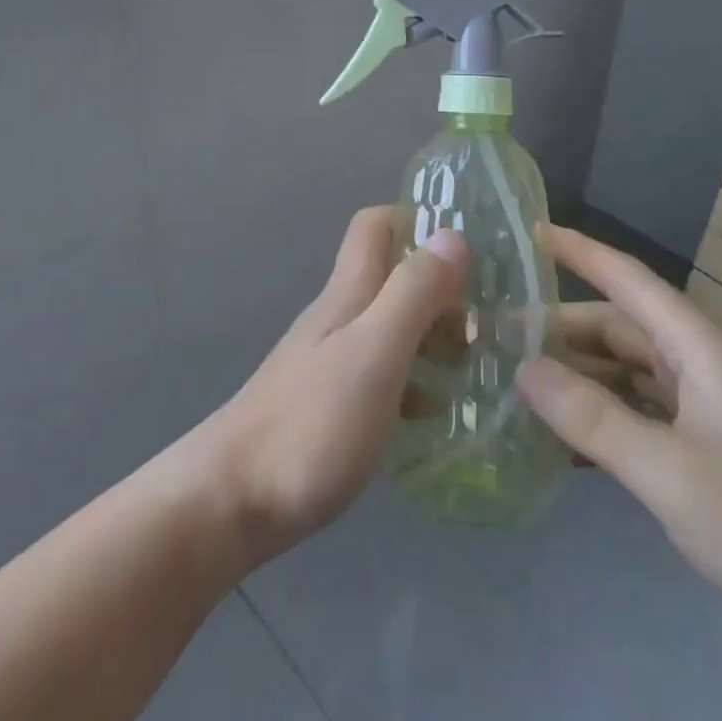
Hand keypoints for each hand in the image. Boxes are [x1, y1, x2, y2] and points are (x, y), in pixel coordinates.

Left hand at [189, 207, 468, 565]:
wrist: (233, 500)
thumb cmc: (311, 422)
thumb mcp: (374, 351)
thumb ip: (413, 293)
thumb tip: (452, 235)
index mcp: (348, 293)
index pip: (374, 226)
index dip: (415, 220)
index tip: (467, 248)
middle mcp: (338, 317)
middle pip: (391, 277)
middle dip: (439, 288)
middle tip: (488, 324)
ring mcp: (330, 362)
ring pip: (390, 327)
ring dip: (432, 336)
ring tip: (477, 369)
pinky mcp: (329, 405)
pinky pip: (383, 375)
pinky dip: (415, 381)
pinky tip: (437, 414)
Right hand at [517, 225, 721, 657]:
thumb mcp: (673, 473)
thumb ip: (593, 419)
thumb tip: (524, 369)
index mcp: (700, 349)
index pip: (628, 279)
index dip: (578, 251)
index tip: (528, 231)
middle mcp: (702, 367)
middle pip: (619, 328)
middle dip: (559, 328)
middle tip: (495, 338)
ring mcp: (711, 410)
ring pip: (628, 374)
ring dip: (578, 377)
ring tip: (517, 386)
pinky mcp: (716, 451)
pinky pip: (644, 416)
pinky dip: (604, 419)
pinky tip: (565, 443)